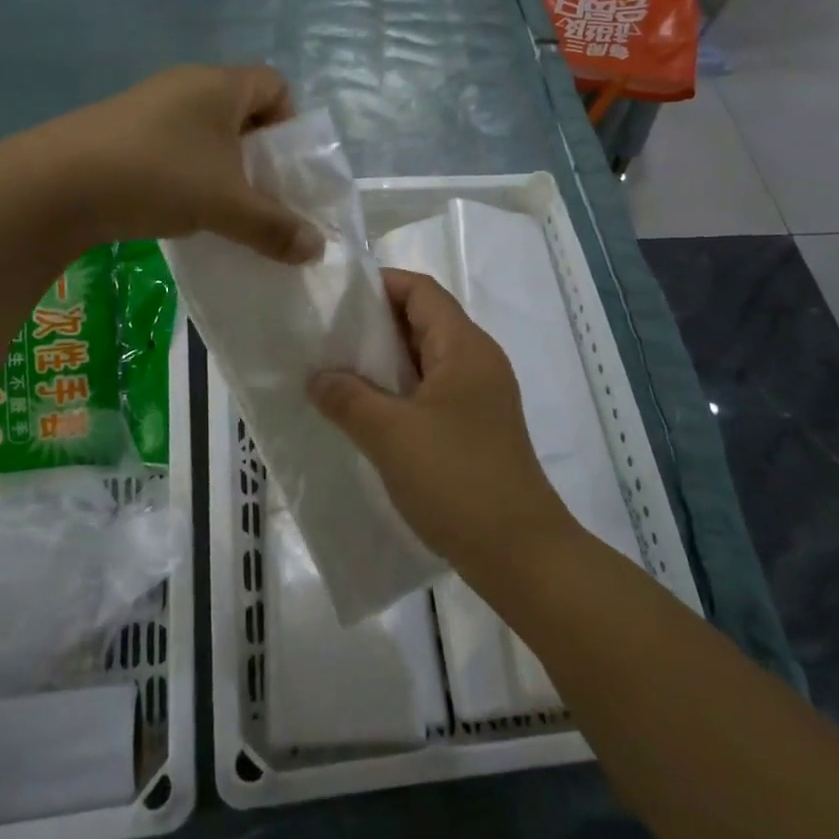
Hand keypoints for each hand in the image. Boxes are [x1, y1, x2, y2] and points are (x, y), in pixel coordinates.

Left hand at [36, 65, 322, 262]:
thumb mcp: (227, 206)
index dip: (291, 122)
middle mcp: (186, 84)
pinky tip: (179, 205)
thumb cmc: (159, 177)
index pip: (276, 84)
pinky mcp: (122, 129)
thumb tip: (318, 250)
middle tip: (261, 193)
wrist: (56, 185)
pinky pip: (174, 142)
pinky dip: (188, 170)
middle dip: (258, 152)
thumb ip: (276, 228)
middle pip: (242, 108)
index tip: (284, 166)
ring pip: (206, 129)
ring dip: (222, 165)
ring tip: (222, 206)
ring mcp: (150, 104)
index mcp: (220, 85)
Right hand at [309, 269, 575, 577]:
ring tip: (336, 372)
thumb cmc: (457, 479)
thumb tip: (317, 377)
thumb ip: (348, 398)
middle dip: (374, 325)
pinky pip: (431, 392)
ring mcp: (479, 397)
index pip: (421, 291)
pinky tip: (365, 413)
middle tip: (325, 335)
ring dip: (384, 363)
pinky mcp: (475, 428)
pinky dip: (398, 392)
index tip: (335, 296)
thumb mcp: (391, 435)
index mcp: (465, 347)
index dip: (380, 284)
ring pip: (425, 360)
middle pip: (423, 321)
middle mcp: (477, 362)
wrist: (521, 554)